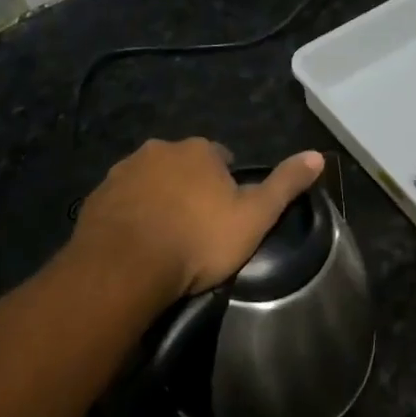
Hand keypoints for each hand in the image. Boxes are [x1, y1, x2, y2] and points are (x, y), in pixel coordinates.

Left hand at [70, 139, 324, 306]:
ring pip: (150, 181)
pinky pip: (122, 201)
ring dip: (159, 199)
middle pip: (183, 166)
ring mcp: (124, 171)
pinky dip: (131, 214)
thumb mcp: (254, 217)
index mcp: (199, 150)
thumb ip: (285, 184)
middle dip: (190, 188)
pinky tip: (137, 243)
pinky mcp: (97, 196)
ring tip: (166, 238)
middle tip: (196, 229)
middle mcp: (159, 149)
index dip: (226, 185)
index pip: (221, 158)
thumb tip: (318, 154)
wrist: (125, 267)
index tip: (226, 215)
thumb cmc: (197, 240)